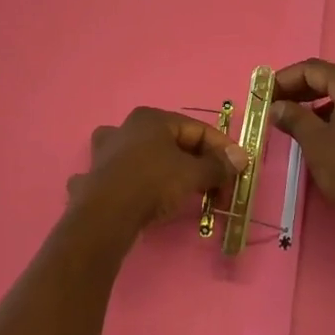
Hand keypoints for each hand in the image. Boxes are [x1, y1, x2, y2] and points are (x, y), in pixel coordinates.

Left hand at [68, 107, 247, 235]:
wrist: (106, 215)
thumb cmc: (152, 183)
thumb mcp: (192, 174)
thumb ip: (217, 165)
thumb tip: (240, 157)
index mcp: (151, 118)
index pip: (197, 129)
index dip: (222, 149)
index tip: (237, 170)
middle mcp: (126, 127)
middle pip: (173, 142)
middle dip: (198, 165)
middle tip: (216, 189)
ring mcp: (105, 151)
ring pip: (144, 155)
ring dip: (164, 169)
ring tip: (179, 190)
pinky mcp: (94, 176)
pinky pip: (121, 175)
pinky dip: (134, 183)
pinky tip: (137, 196)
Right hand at [271, 60, 334, 238]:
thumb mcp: (316, 142)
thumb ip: (293, 117)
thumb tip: (276, 106)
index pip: (312, 69)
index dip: (284, 78)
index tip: (264, 94)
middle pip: (329, 78)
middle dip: (299, 89)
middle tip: (274, 105)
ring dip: (316, 102)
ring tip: (294, 119)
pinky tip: (321, 131)